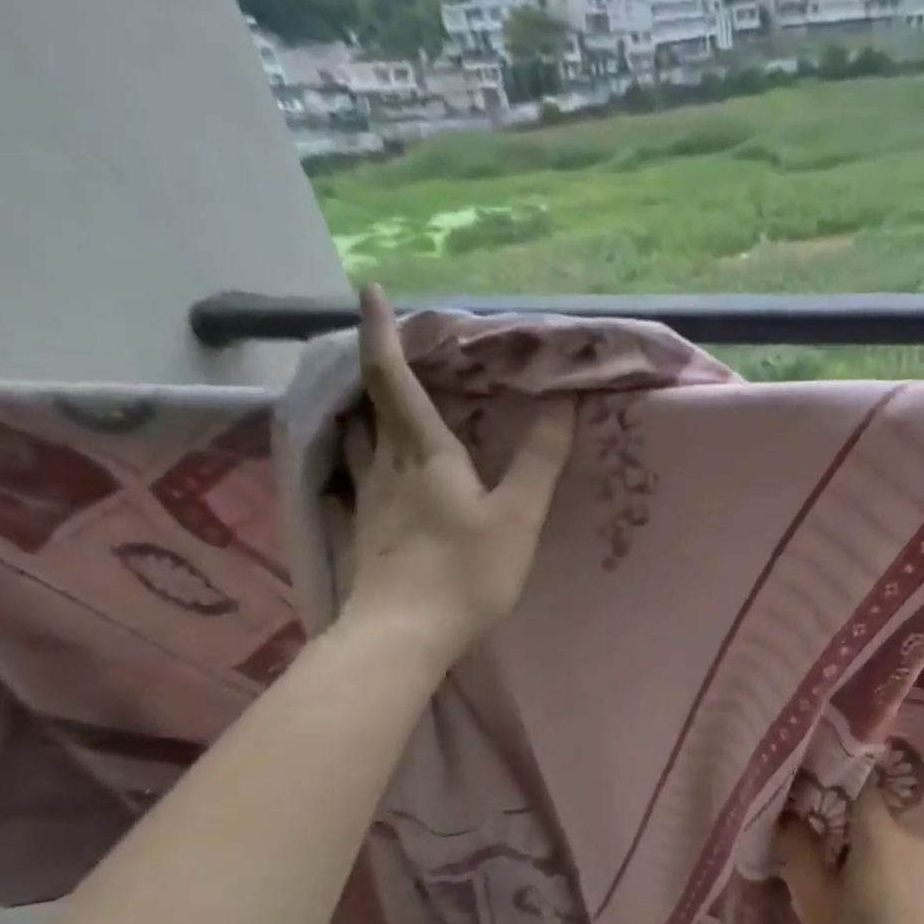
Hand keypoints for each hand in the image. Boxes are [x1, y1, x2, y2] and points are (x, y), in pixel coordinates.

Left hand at [340, 284, 574, 662]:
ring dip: (368, 409)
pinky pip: (362, 472)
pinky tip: (382, 468)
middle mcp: (386, 466)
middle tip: (395, 347)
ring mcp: (369, 499)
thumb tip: (562, 403)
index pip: (393, 379)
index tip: (369, 288)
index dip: (380, 332)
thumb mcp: (517, 516)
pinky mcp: (366, 529)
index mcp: (423, 453)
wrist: (403, 635)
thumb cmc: (465, 572)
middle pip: (370, 403)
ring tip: (385, 400)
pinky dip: (369, 451)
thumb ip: (540, 460)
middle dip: (377, 367)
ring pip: (360, 438)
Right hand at [775, 785, 923, 923]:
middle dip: (841, 823)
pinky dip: (881, 865)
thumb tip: (788, 818)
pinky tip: (867, 896)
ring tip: (837, 876)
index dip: (831, 786)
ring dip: (861, 847)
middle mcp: (908, 832)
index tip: (806, 800)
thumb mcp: (816, 900)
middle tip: (813, 846)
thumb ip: (798, 852)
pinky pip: (900, 858)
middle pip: (869, 812)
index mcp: (879, 829)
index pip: (857, 784)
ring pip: (885, 836)